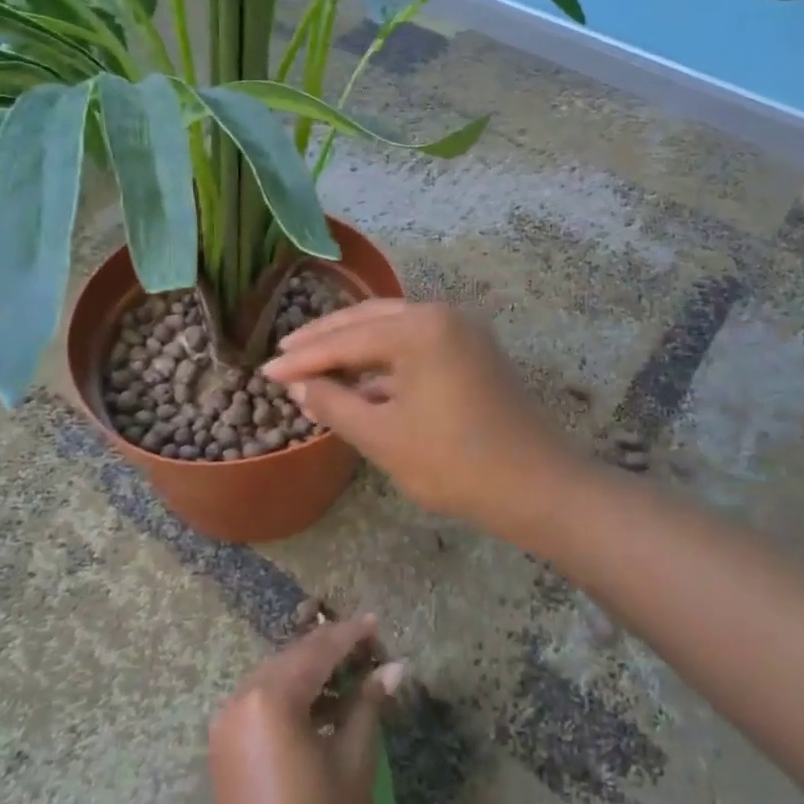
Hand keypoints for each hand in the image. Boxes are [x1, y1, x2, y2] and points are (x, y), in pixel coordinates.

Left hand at [208, 615, 404, 803]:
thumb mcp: (353, 765)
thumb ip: (367, 706)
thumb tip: (395, 668)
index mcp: (270, 698)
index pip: (317, 651)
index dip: (349, 635)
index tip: (376, 623)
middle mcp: (241, 698)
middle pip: (293, 659)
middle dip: (331, 652)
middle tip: (370, 651)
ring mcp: (227, 723)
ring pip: (276, 679)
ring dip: (312, 675)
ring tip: (353, 678)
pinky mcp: (225, 746)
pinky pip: (262, 703)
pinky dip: (292, 699)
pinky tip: (323, 709)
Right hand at [263, 300, 577, 528]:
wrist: (539, 488)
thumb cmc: (454, 464)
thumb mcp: (382, 437)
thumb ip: (333, 405)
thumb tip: (299, 387)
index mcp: (420, 328)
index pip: (347, 339)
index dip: (303, 358)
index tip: (265, 371)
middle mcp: (442, 316)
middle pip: (369, 320)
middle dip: (325, 339)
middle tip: (285, 352)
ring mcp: (462, 332)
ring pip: (393, 332)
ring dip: (354, 348)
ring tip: (314, 364)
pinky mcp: (473, 353)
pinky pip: (416, 347)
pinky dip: (384, 363)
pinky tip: (359, 383)